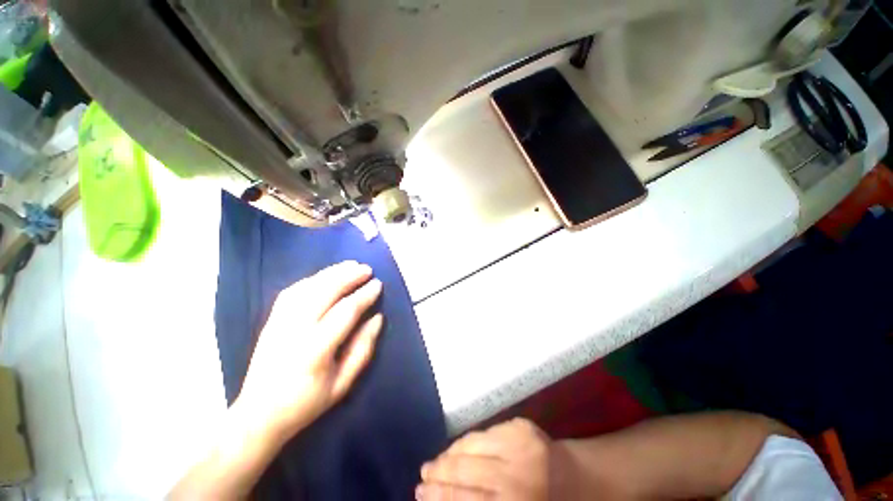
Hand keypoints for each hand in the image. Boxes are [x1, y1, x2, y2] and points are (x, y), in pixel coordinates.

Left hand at [235, 260, 383, 443]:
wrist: (258, 415)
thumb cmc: (306, 403)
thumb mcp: (343, 383)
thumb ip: (363, 349)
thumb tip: (378, 318)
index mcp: (315, 350)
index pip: (345, 312)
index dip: (364, 296)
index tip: (377, 285)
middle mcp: (295, 331)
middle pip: (324, 293)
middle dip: (349, 277)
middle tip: (367, 269)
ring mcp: (279, 323)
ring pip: (308, 288)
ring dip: (331, 273)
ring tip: (350, 265)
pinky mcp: (271, 321)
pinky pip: (292, 291)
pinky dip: (312, 279)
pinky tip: (325, 276)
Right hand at [417, 419, 554, 500]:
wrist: (576, 479)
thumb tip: (444, 498)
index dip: (440, 498)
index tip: (420, 496)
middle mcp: (516, 479)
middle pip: (464, 474)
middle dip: (438, 476)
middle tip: (421, 477)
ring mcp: (519, 447)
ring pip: (471, 448)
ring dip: (448, 456)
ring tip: (433, 463)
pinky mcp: (520, 427)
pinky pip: (483, 433)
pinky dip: (466, 442)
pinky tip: (455, 449)